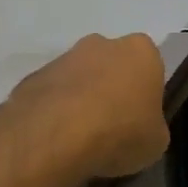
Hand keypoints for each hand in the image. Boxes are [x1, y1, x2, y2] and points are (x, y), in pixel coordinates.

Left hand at [6, 33, 168, 181]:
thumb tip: (142, 130)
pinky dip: (54, 112)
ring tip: (80, 139)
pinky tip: (56, 139)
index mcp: (141, 52)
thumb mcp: (156, 141)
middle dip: (111, 89)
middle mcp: (102, 45)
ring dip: (81, 100)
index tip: (141, 117)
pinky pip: (51, 95)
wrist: (53, 137)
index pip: (150, 66)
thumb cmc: (119, 132)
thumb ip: (152, 127)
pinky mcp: (31, 78)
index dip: (146, 93)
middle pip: (112, 66)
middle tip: (112, 125)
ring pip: (79, 78)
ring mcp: (63, 58)